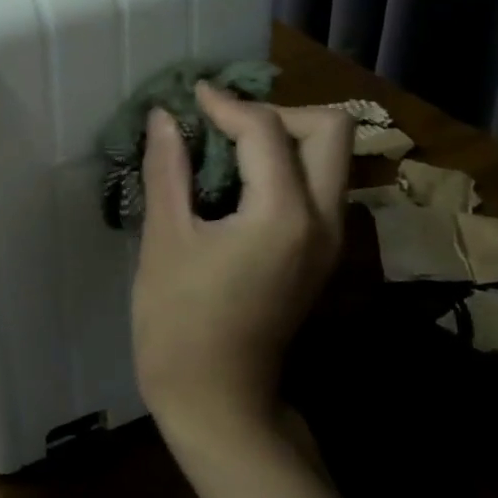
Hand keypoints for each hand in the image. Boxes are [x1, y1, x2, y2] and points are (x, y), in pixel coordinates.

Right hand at [131, 83, 352, 435]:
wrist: (217, 401)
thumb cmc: (180, 322)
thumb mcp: (165, 239)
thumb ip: (168, 168)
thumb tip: (165, 116)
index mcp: (284, 215)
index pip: (267, 130)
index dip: (226, 104)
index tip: (190, 96)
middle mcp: (324, 220)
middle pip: (331, 131)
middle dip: (278, 113)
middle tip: (224, 123)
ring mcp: (330, 241)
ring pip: (331, 158)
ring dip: (285, 138)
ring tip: (225, 146)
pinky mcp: (320, 255)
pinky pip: (318, 187)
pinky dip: (285, 167)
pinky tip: (236, 180)